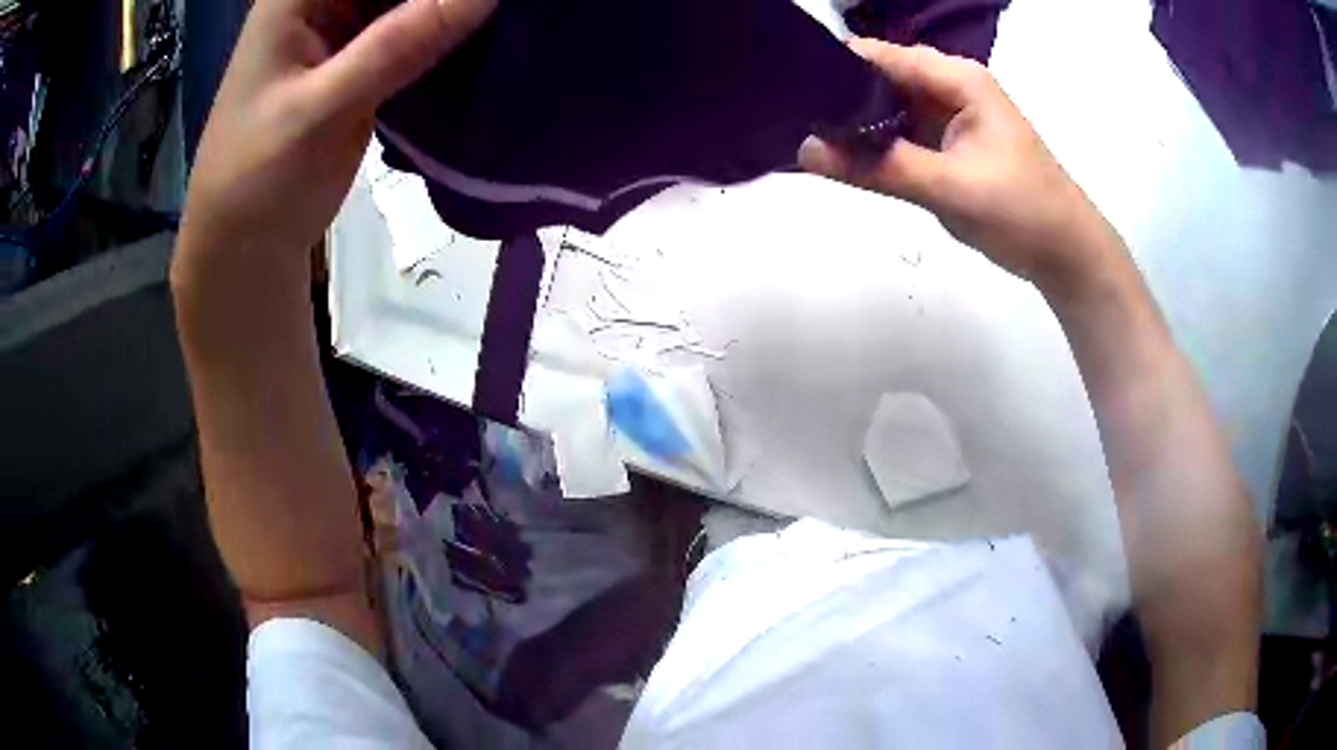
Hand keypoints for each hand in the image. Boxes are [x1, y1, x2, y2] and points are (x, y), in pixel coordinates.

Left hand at [179, 0, 494, 259]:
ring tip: (515, 18)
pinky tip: (490, 36)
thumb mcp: (322, 108)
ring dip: (455, 7)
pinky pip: (419, 28)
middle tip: (512, 9)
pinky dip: (452, 31)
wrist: (247, 246)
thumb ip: (399, 44)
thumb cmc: (258, 178)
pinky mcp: (367, 60)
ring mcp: (348, 29)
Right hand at [799, 40, 1118, 290]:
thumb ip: (879, 168)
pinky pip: (901, 132)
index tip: (789, 90)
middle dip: (839, 96)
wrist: (1066, 253)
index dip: (834, 67)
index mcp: (957, 78)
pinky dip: (875, 143)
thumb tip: (804, 152)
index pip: (880, 56)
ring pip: (888, 106)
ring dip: (855, 122)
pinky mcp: (948, 143)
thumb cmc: (1021, 211)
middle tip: (791, 119)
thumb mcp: (949, 187)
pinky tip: (844, 156)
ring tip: (806, 136)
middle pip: (880, 77)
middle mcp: (950, 86)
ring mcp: (949, 115)